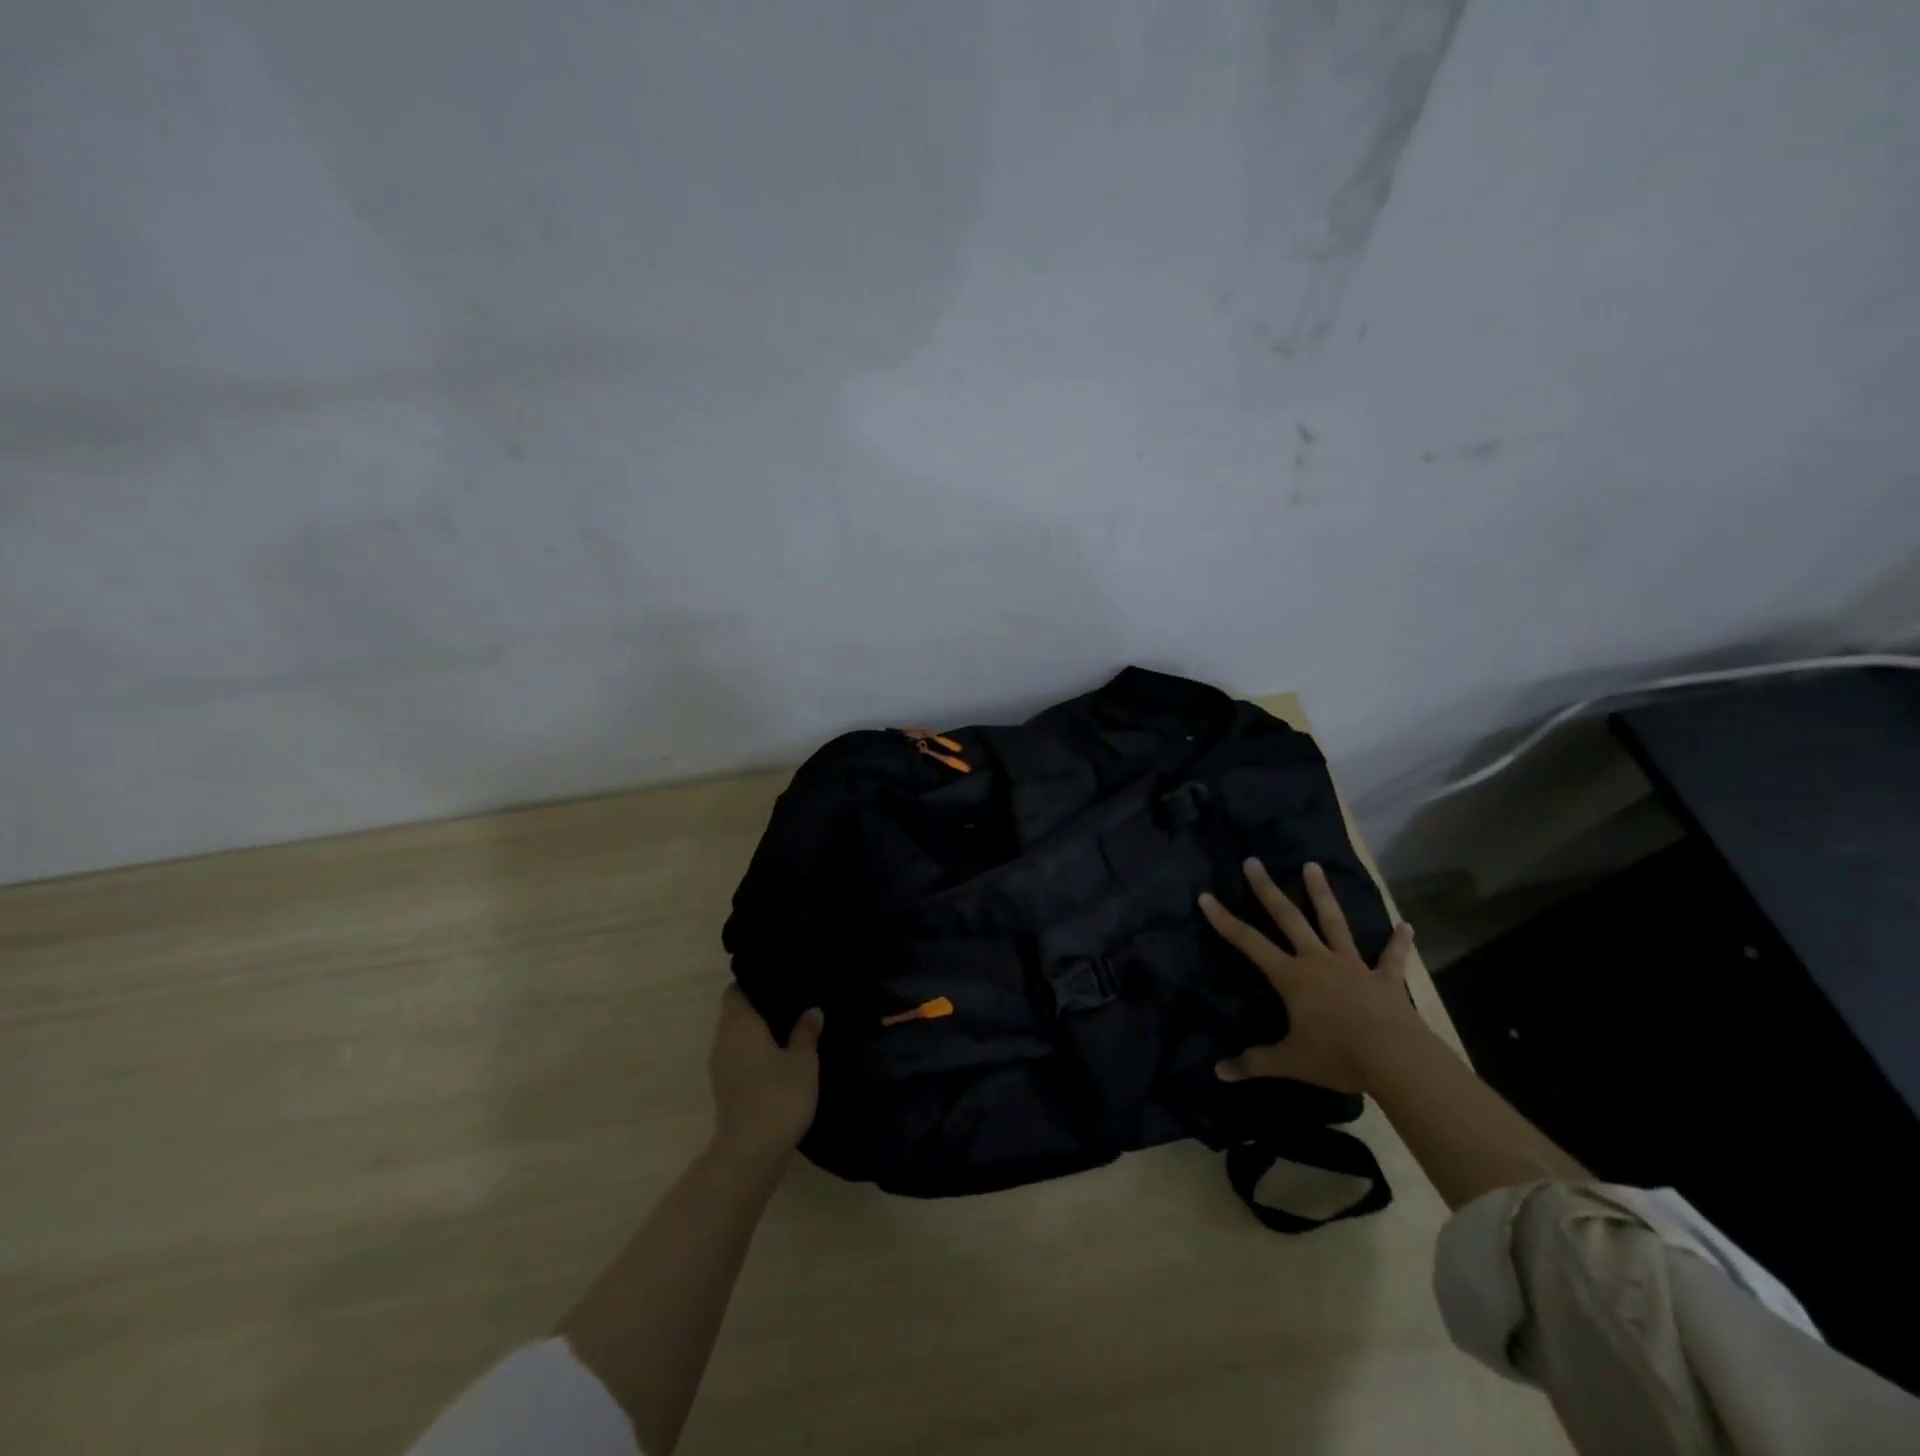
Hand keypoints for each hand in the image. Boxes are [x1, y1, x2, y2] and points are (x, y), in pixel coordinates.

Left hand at [707, 987, 822, 1162]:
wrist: (751, 1151)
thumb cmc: (778, 1095)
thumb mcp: (803, 1060)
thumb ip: (806, 1032)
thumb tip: (812, 1010)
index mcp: (739, 1024)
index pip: (735, 991)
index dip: (752, 983)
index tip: (776, 981)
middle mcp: (723, 1040)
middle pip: (735, 1013)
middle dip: (758, 1007)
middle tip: (790, 1001)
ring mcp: (720, 1066)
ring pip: (736, 1037)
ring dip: (756, 1032)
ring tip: (788, 1027)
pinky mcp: (725, 1088)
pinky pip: (738, 1057)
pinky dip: (754, 1053)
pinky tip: (779, 1057)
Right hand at [1199, 859, 1420, 1094]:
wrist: (1396, 1060)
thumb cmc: (1336, 1056)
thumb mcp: (1289, 1062)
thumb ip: (1254, 1063)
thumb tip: (1218, 1072)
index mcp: (1291, 976)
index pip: (1248, 942)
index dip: (1224, 920)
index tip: (1206, 896)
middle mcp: (1317, 961)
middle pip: (1288, 917)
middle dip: (1267, 889)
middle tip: (1253, 861)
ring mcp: (1352, 966)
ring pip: (1333, 923)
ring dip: (1322, 894)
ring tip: (1312, 866)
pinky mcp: (1384, 980)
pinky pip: (1391, 959)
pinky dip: (1398, 943)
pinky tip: (1406, 928)